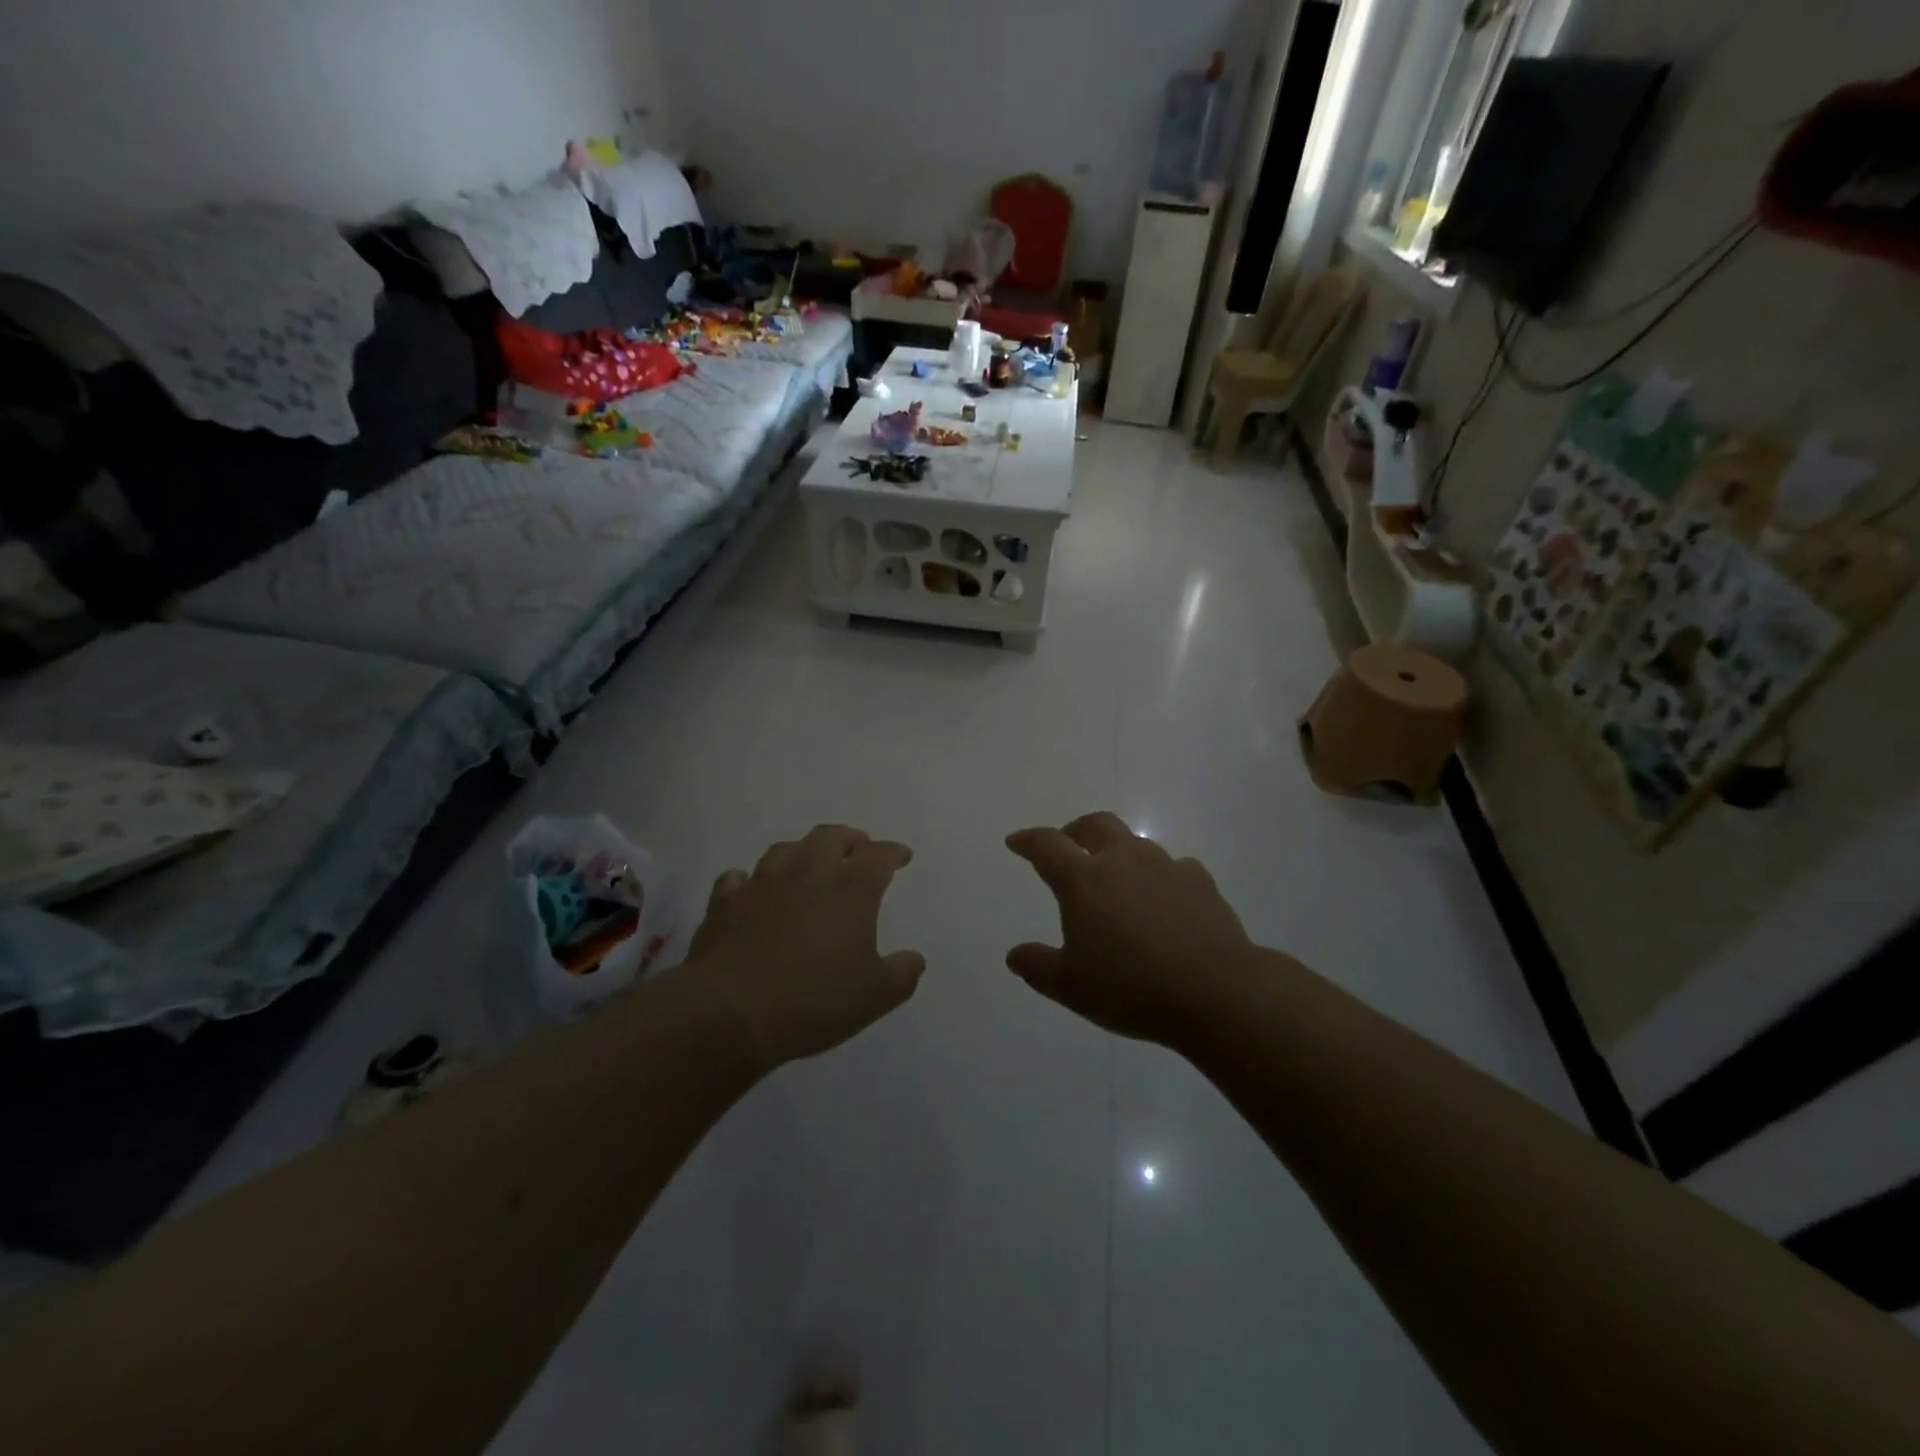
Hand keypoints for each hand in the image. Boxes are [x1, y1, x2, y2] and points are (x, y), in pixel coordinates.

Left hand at [685, 825, 925, 1070]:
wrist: (728, 1012)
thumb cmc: (811, 1001)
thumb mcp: (873, 997)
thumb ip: (900, 975)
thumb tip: (915, 959)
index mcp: (849, 891)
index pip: (877, 856)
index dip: (892, 852)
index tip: (902, 856)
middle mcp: (807, 875)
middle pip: (830, 837)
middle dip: (849, 838)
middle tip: (858, 848)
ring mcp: (762, 885)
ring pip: (785, 850)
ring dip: (803, 851)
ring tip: (810, 863)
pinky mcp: (725, 903)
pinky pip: (738, 878)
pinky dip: (750, 880)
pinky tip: (752, 888)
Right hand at [1005, 812, 1259, 1047]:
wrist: (1216, 992)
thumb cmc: (1131, 988)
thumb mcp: (1071, 987)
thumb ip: (1038, 967)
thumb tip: (1015, 955)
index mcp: (1084, 880)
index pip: (1048, 846)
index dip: (1028, 840)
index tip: (1016, 842)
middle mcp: (1124, 860)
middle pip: (1096, 825)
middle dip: (1076, 830)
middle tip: (1068, 845)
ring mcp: (1166, 867)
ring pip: (1136, 843)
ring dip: (1119, 852)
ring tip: (1117, 880)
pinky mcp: (1201, 882)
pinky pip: (1174, 867)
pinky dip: (1159, 876)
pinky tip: (1163, 899)